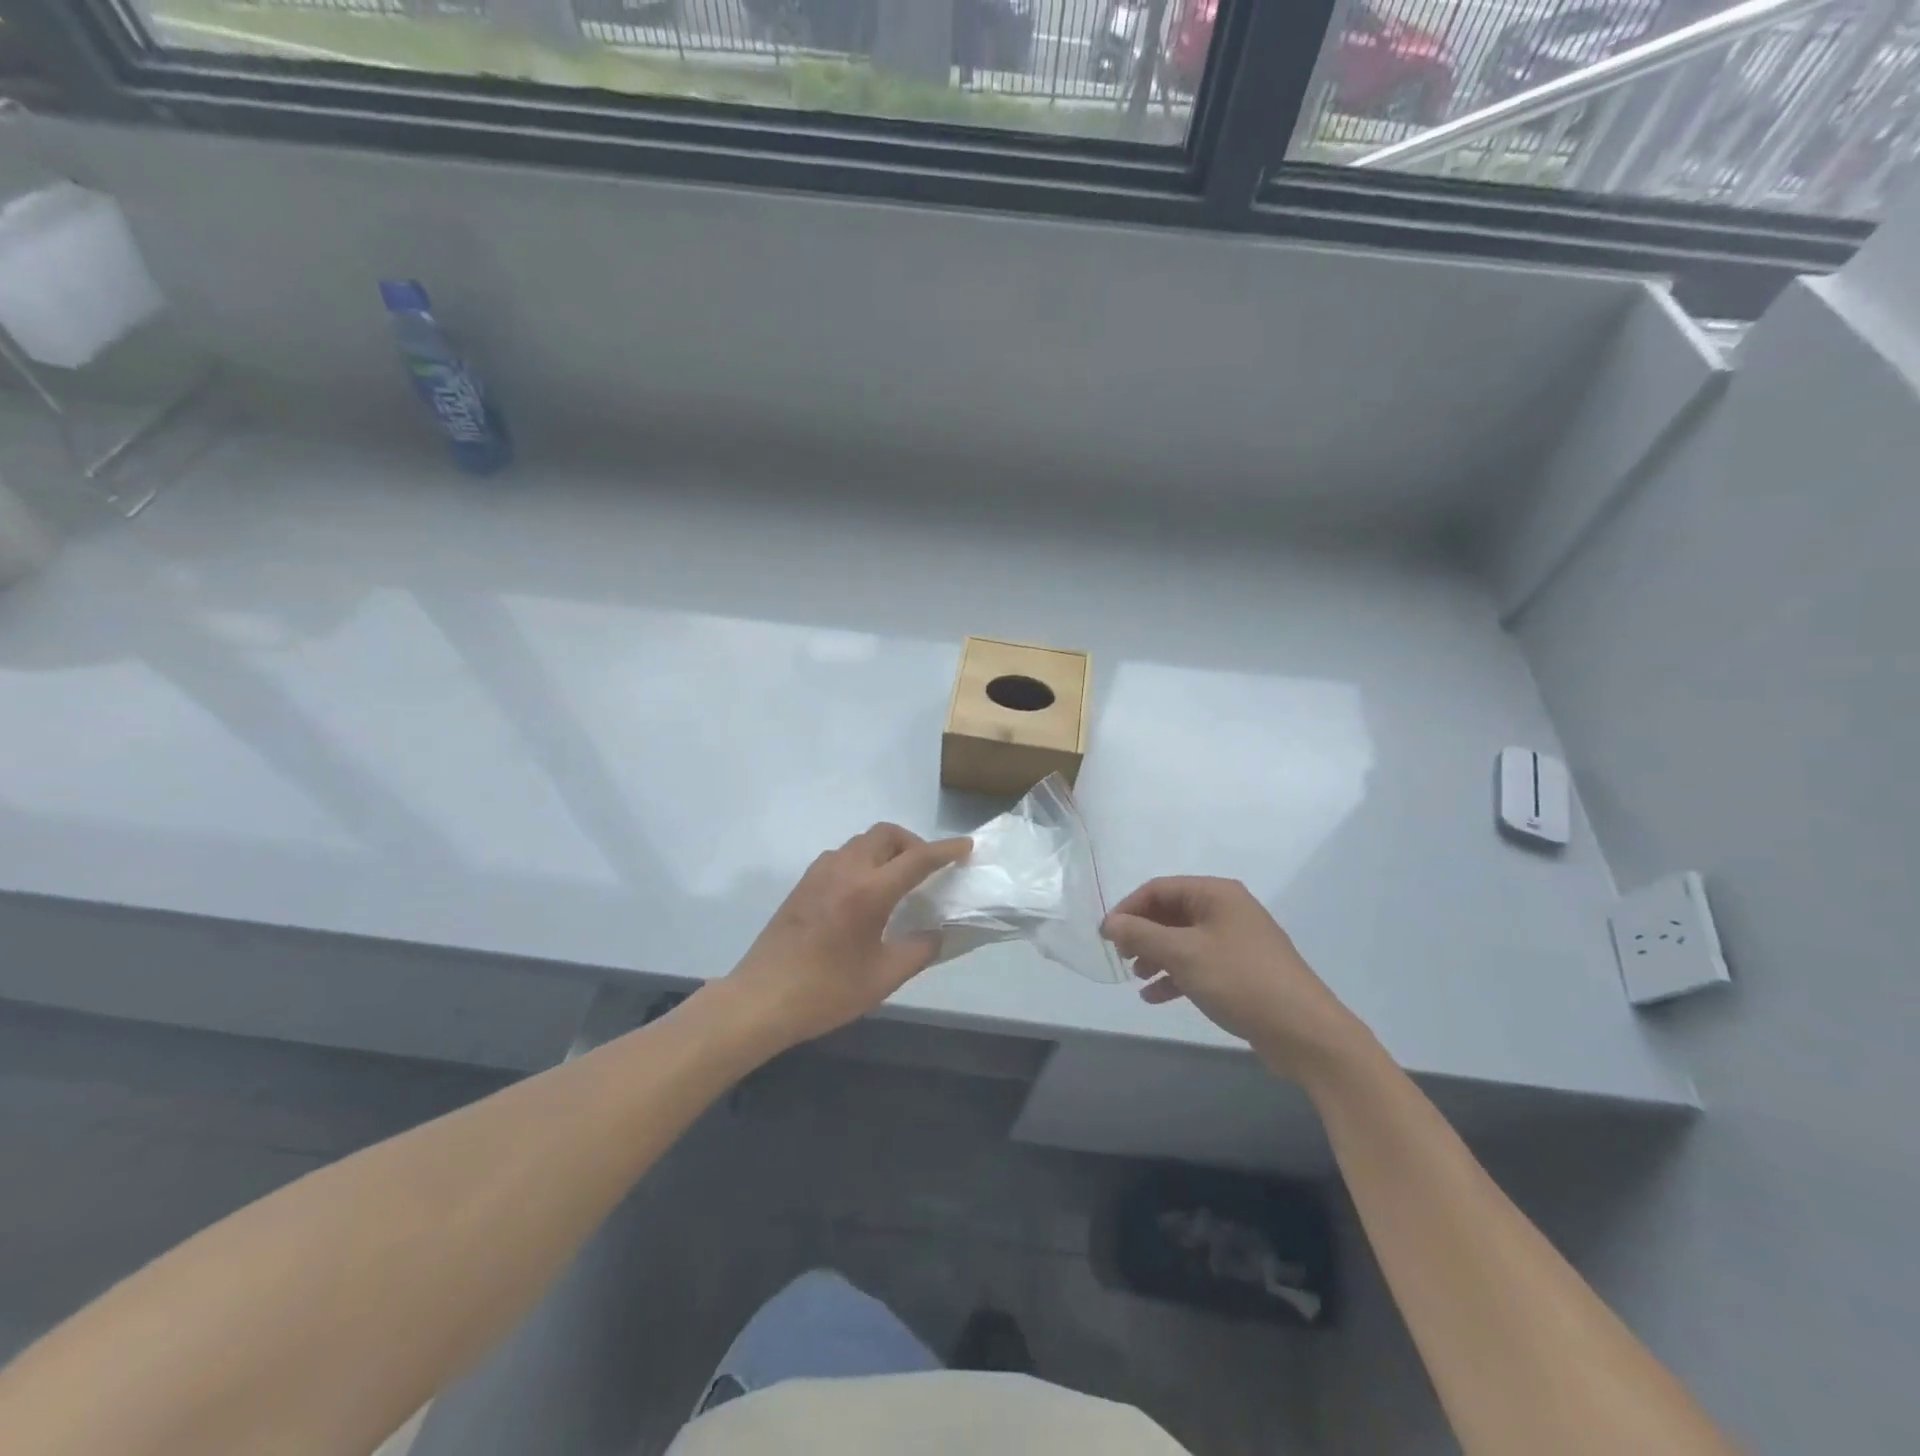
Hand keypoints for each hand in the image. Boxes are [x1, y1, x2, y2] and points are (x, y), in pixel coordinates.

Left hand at [724, 824, 971, 1050]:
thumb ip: (919, 950)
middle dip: (913, 843)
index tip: (966, 847)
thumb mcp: (883, 977)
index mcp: (868, 892)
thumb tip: (939, 932)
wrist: (761, 1000)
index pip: (917, 858)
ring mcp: (819, 873)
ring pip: (862, 842)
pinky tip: (865, 892)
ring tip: (898, 881)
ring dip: (886, 849)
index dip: (946, 850)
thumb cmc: (826, 991)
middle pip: (886, 835)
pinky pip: (843, 855)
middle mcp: (844, 870)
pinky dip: (864, 860)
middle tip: (928, 869)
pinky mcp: (803, 883)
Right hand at [1103, 877, 1368, 1082]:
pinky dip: (1175, 975)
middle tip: (1121, 956)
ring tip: (1137, 978)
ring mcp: (1236, 941)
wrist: (1305, 1032)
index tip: (1106, 936)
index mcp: (1216, 894)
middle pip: (1171, 912)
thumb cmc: (1241, 981)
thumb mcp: (1184, 955)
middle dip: (1142, 933)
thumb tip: (1110, 922)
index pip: (1159, 889)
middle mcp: (1227, 910)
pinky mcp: (1241, 970)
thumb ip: (1142, 935)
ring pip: (1183, 939)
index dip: (1128, 909)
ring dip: (1156, 955)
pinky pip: (1198, 963)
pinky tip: (1155, 997)